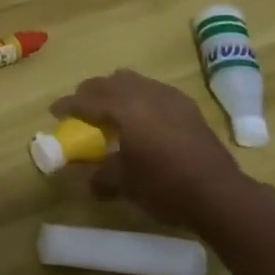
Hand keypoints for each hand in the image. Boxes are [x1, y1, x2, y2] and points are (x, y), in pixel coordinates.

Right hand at [52, 69, 274, 238]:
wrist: (219, 194)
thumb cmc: (165, 186)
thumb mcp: (124, 183)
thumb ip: (98, 175)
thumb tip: (80, 178)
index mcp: (123, 108)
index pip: (86, 99)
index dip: (67, 105)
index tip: (55, 111)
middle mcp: (143, 93)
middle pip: (107, 83)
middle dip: (89, 93)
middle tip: (79, 108)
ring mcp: (167, 96)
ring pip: (131, 80)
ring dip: (115, 90)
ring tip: (110, 109)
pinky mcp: (186, 105)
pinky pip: (153, 90)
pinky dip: (139, 97)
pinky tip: (142, 116)